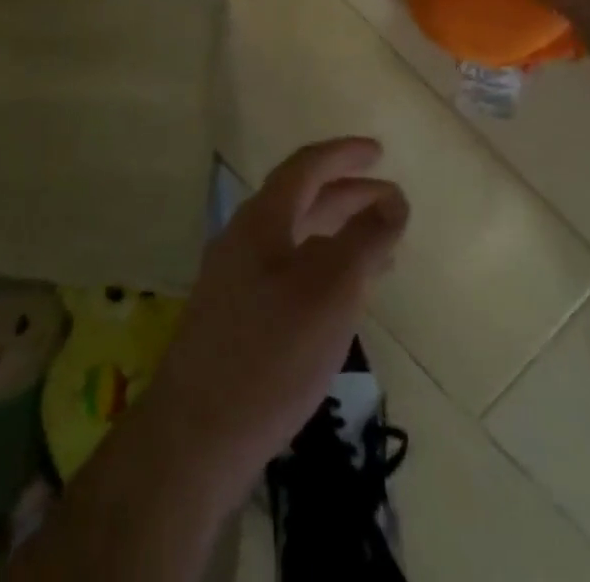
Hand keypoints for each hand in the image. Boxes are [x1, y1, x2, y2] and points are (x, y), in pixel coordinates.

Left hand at [150, 138, 407, 491]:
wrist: (196, 437)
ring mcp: (236, 278)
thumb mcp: (331, 290)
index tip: (379, 152)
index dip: (343, 154)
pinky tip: (342, 297)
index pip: (306, 166)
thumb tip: (394, 202)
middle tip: (391, 202)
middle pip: (302, 200)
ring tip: (382, 250)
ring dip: (339, 234)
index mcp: (262, 219)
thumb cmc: (271, 352)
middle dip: (348, 195)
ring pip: (296, 238)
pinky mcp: (236, 316)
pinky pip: (288, 271)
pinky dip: (322, 268)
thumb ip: (365, 240)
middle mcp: (245, 238)